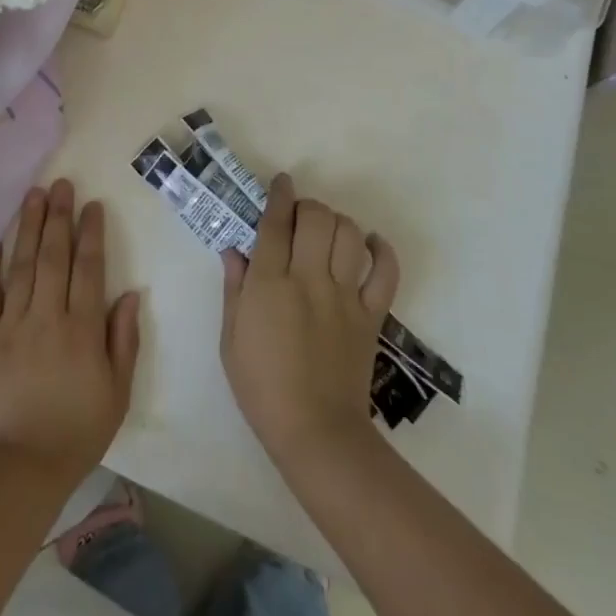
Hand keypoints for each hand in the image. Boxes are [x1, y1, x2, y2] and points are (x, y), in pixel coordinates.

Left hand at [0, 180, 141, 490]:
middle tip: (61, 184)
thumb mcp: (118, 391)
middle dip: (58, 217)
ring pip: (21, 266)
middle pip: (54, 256)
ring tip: (32, 195)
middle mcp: (47, 317)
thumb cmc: (78, 431)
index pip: (88, 269)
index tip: (91, 206)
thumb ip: (124, 339)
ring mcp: (12, 325)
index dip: (91, 234)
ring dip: (27, 227)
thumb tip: (129, 293)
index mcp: (82, 329)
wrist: (21, 467)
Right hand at [220, 174, 399, 467]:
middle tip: (300, 216)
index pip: (275, 223)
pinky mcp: (371, 316)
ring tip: (328, 231)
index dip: (279, 196)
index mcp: (270, 284)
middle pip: (317, 219)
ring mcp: (344, 296)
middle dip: (308, 206)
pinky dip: (382, 251)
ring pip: (349, 235)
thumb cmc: (262, 387)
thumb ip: (234, 289)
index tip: (281, 182)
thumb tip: (234, 251)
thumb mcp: (230, 338)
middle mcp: (309, 279)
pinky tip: (372, 243)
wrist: (316, 433)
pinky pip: (385, 273)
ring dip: (338, 222)